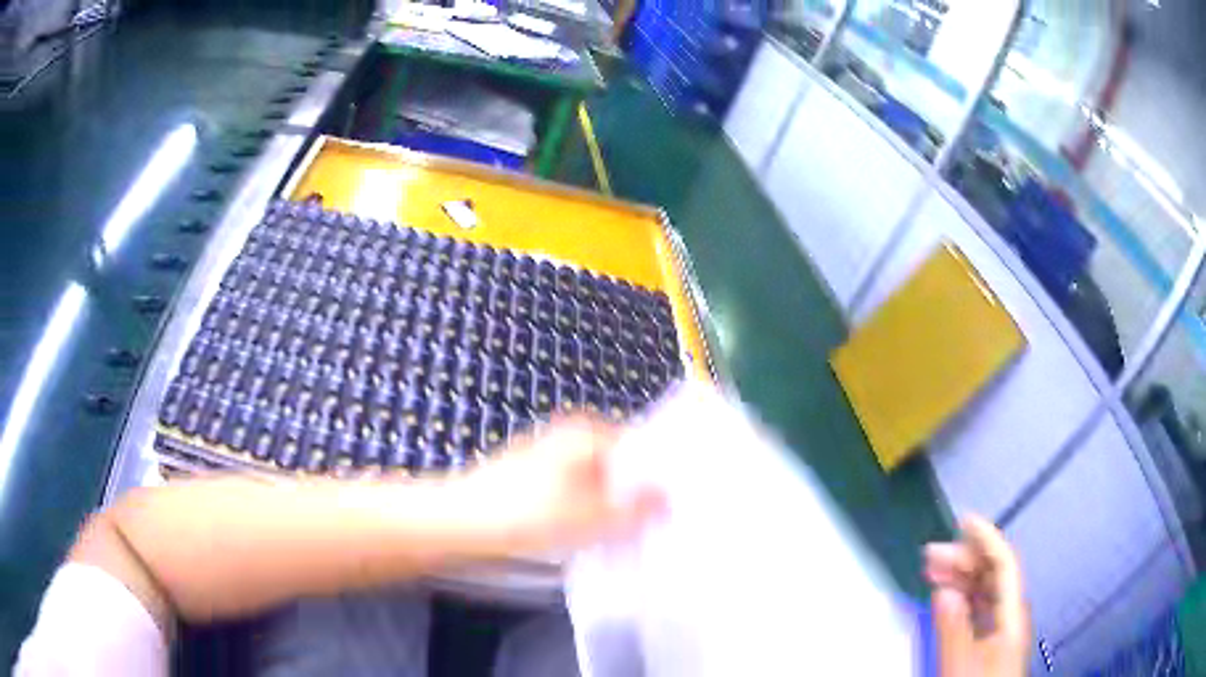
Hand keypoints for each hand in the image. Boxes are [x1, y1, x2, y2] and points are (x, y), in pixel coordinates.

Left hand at [447, 416, 665, 557]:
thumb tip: (668, 500)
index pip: (641, 447)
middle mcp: (569, 437)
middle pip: (618, 464)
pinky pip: (571, 492)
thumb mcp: (591, 519)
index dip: (659, 477)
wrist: (458, 523)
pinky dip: (583, 509)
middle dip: (635, 494)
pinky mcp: (530, 478)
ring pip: (594, 481)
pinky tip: (586, 535)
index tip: (674, 506)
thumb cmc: (527, 516)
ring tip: (624, 535)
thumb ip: (636, 510)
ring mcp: (547, 456)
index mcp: (587, 434)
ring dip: (609, 505)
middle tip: (653, 525)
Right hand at [925, 515, 1030, 676]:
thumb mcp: (962, 664)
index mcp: (1011, 614)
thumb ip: (954, 628)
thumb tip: (944, 589)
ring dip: (959, 576)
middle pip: (992, 574)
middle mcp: (1008, 615)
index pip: (1003, 564)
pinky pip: (975, 609)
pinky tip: (944, 599)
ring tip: (932, 571)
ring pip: (983, 591)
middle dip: (965, 557)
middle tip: (931, 554)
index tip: (963, 520)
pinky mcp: (987, 643)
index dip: (986, 538)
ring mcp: (999, 629)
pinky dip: (959, 597)